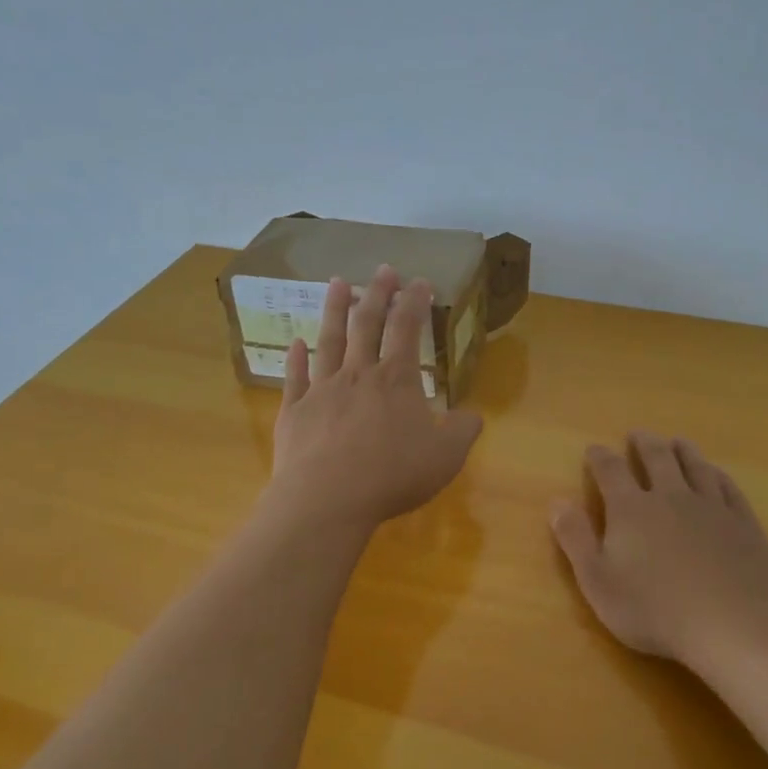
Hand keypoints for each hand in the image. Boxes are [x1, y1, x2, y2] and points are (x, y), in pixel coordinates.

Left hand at [270, 266, 483, 530]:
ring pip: (329, 339)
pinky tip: (296, 342)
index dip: (414, 302)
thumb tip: (473, 416)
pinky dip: (295, 357)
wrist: (327, 499)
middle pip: (367, 323)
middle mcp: (358, 374)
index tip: (419, 281)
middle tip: (383, 269)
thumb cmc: (392, 475)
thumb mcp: (445, 457)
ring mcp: (322, 389)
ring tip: (337, 283)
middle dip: (377, 293)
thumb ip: (462, 432)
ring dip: (334, 309)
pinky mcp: (294, 410)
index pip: (406, 329)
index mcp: (396, 380)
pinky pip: (294, 376)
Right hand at [550, 432, 767, 664]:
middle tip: (638, 434)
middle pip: (657, 458)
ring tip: (677, 442)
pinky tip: (715, 473)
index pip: (611, 471)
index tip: (594, 449)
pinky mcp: (742, 522)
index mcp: (631, 509)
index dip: (600, 458)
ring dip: (683, 451)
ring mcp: (711, 506)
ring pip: (695, 466)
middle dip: (644, 444)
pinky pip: (728, 487)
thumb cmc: (655, 610)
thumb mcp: (598, 582)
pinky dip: (717, 474)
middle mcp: (670, 496)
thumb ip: (576, 539)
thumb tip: (557, 501)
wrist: (732, 625)